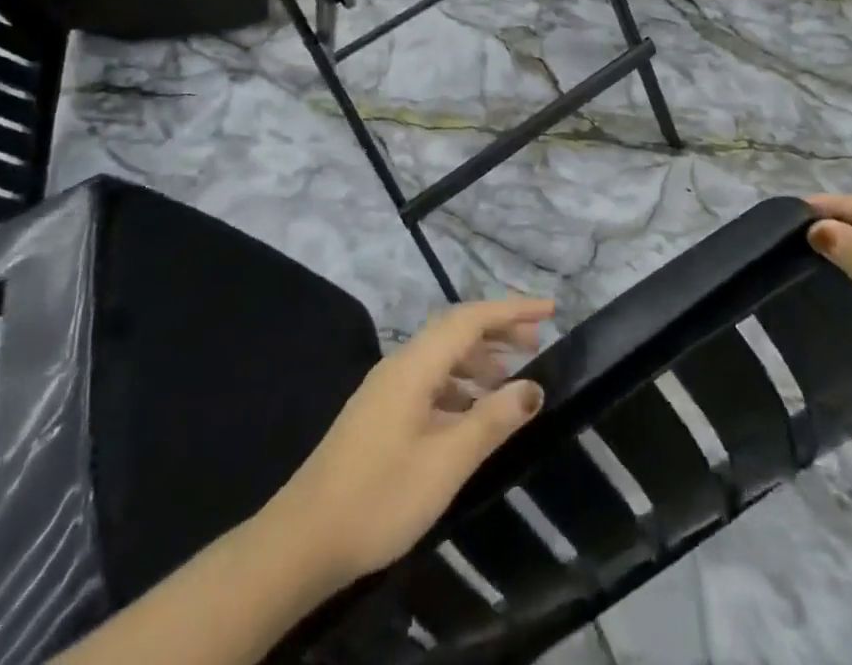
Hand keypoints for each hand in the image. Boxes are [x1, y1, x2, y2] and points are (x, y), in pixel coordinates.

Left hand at [263, 297, 552, 592]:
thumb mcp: (446, 462)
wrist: (301, 541)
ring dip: (478, 358)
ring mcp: (386, 389)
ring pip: (441, 356)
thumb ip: (492, 420)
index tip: (550, 311)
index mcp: (415, 365)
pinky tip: (471, 413)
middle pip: (455, 330)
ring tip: (510, 379)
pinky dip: (458, 384)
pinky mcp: (380, 413)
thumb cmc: (380, 497)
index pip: (470, 318)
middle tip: (537, 344)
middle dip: (497, 330)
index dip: (512, 310)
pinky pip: (429, 380)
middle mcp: (400, 365)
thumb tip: (534, 387)